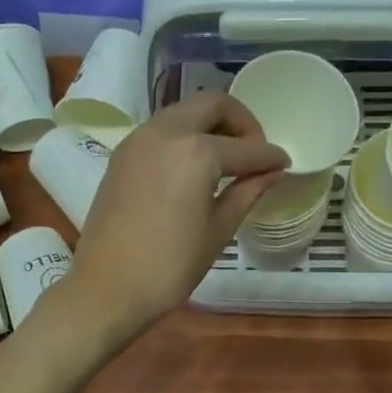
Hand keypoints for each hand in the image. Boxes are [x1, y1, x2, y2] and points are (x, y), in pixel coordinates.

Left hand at [61, 94, 288, 344]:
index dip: (270, 157)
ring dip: (210, 125)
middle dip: (240, 122)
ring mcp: (138, 139)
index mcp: (196, 151)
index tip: (284, 165)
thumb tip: (273, 172)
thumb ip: (248, 192)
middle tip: (253, 153)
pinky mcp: (122, 154)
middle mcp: (166, 132)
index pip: (246, 148)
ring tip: (226, 161)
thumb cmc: (170, 265)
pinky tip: (195, 169)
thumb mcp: (218, 229)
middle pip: (212, 104)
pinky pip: (162, 130)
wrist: (107, 287)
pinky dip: (184, 136)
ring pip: (183, 112)